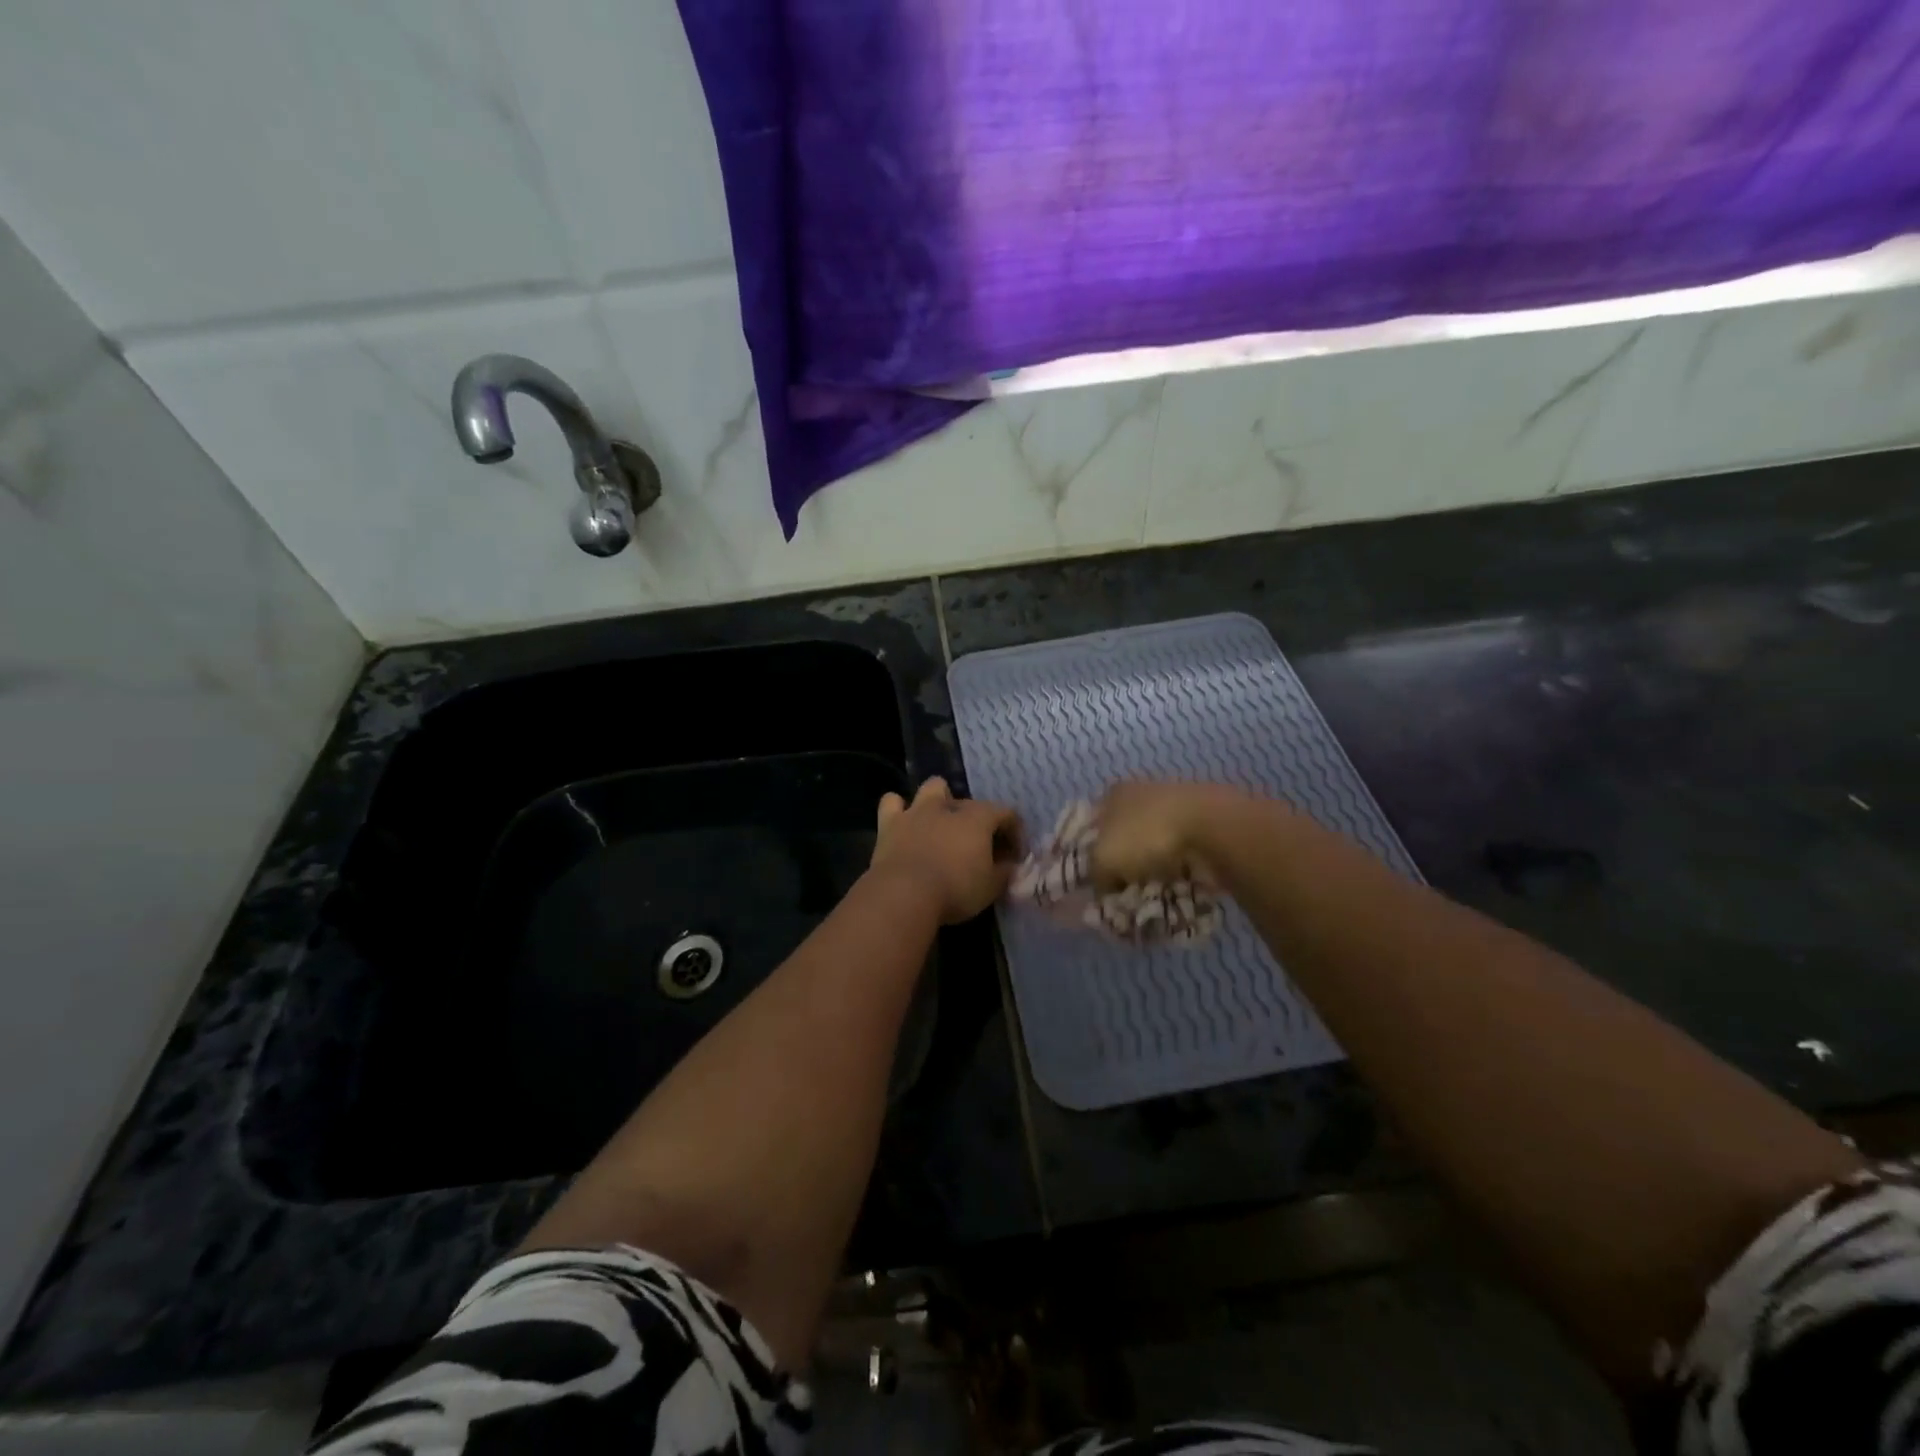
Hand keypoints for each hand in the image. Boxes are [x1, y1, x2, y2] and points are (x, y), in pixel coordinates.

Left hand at [870, 778, 1018, 923]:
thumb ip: (1005, 872)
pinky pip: (892, 803)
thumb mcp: (992, 887)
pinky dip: (899, 809)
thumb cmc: (955, 889)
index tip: (1015, 856)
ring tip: (942, 822)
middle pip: (971, 803)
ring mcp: (917, 811)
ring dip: (939, 800)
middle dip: (980, 822)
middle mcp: (949, 806)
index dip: (1015, 832)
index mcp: (978, 818)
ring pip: (932, 787)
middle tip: (981, 848)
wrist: (904, 894)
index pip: (1007, 813)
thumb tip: (1010, 865)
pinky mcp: (889, 824)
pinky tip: (904, 822)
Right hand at [1089, 780, 1243, 887]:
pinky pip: (1183, 852)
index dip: (1089, 851)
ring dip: (1153, 865)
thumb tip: (1103, 886)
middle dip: (1124, 860)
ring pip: (1154, 842)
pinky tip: (1178, 884)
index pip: (1091, 823)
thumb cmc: (1147, 836)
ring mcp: (1176, 805)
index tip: (1094, 877)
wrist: (1213, 828)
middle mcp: (1143, 792)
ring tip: (1153, 890)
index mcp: (1114, 793)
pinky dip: (1179, 868)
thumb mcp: (1103, 860)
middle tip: (1123, 888)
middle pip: (1124, 833)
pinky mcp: (1203, 823)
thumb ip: (1095, 875)